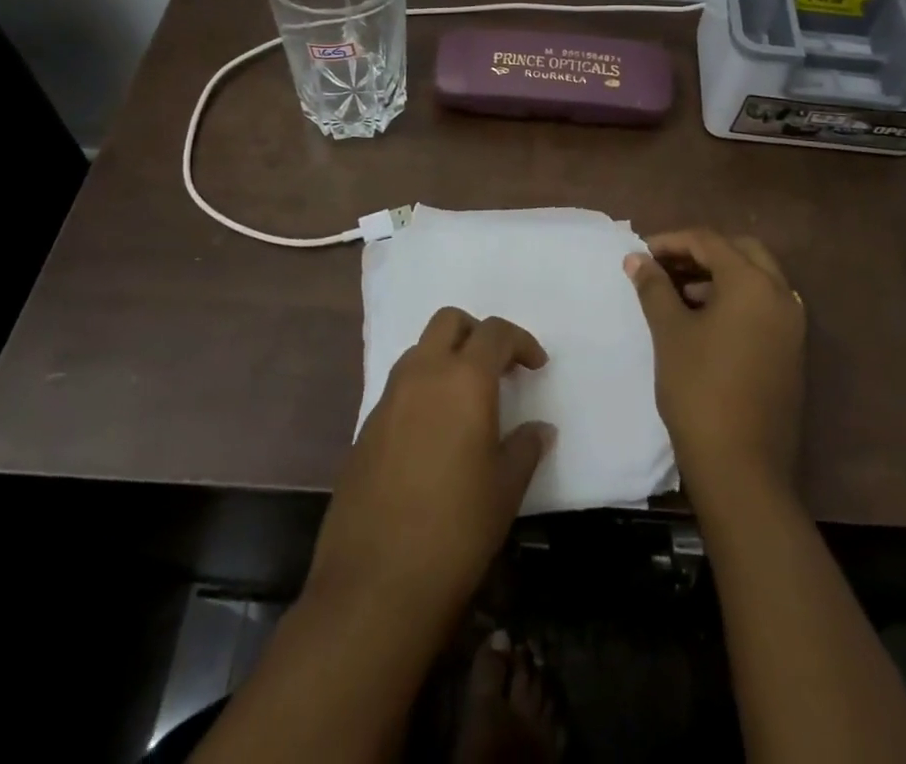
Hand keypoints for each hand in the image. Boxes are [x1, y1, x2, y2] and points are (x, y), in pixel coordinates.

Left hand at [305, 307, 553, 639]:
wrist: (375, 584)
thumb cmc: (456, 530)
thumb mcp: (505, 489)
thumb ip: (525, 447)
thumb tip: (539, 429)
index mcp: (463, 379)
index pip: (495, 333)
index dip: (521, 342)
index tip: (536, 366)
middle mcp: (423, 374)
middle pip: (449, 322)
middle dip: (477, 333)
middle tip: (499, 367)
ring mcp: (388, 398)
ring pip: (420, 350)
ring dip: (446, 357)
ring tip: (467, 399)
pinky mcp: (365, 427)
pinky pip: (400, 386)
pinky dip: (423, 389)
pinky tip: (435, 433)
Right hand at [625, 230, 804, 507]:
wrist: (742, 467)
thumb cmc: (700, 389)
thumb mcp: (670, 332)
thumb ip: (654, 287)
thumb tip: (637, 258)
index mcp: (752, 283)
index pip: (709, 242)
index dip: (671, 241)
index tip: (641, 253)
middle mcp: (780, 295)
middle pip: (740, 251)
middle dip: (700, 252)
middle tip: (665, 266)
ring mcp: (791, 325)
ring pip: (755, 279)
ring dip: (718, 275)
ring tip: (678, 292)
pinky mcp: (791, 351)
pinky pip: (763, 306)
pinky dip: (735, 299)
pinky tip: (703, 319)